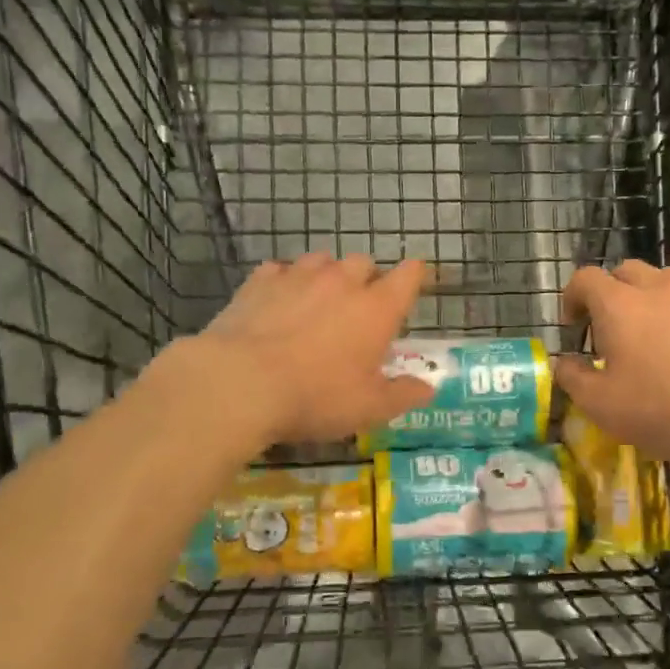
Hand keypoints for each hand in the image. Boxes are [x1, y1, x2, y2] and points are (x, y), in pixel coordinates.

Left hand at [183, 252, 432, 448]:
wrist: (241, 383)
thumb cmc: (316, 397)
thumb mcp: (368, 408)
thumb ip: (402, 394)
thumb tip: (428, 388)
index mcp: (377, 309)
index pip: (409, 276)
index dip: (414, 276)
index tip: (414, 285)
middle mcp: (342, 282)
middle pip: (364, 262)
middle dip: (367, 279)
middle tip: (359, 309)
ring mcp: (298, 276)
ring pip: (322, 260)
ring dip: (326, 276)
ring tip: (318, 302)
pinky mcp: (259, 282)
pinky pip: (280, 270)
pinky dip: (285, 282)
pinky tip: (278, 303)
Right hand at [556, 261, 669, 474]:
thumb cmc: (661, 410)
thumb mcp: (600, 405)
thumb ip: (573, 378)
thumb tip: (564, 363)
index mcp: (620, 304)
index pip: (585, 278)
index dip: (573, 297)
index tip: (574, 324)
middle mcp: (659, 286)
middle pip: (627, 271)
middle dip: (613, 293)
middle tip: (614, 329)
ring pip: (668, 282)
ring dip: (654, 299)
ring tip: (659, 335)